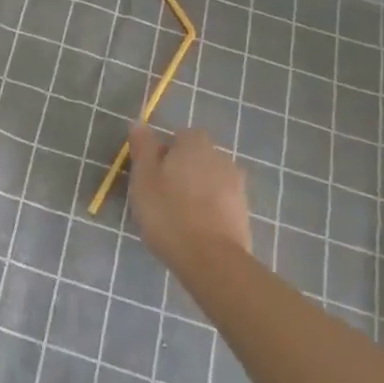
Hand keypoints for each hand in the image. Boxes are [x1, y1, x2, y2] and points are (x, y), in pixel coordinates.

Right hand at [127, 123, 252, 274]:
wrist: (212, 260)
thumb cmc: (169, 212)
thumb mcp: (143, 177)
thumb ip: (142, 146)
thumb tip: (139, 122)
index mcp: (196, 144)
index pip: (179, 136)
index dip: (163, 153)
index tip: (150, 175)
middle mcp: (221, 158)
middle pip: (196, 158)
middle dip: (181, 171)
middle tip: (160, 196)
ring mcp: (237, 187)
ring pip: (209, 182)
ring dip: (195, 192)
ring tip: (176, 218)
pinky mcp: (244, 214)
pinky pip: (219, 205)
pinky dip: (208, 212)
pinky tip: (194, 231)